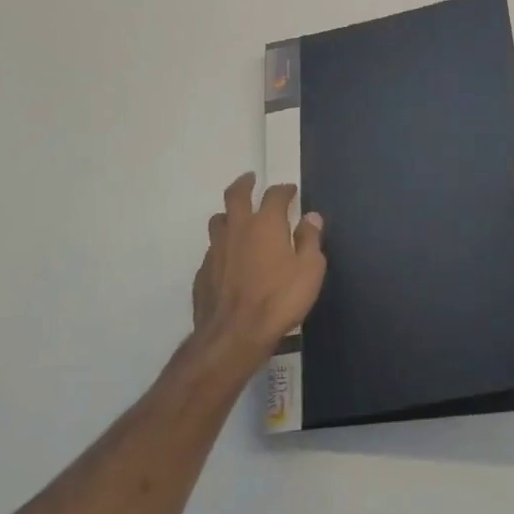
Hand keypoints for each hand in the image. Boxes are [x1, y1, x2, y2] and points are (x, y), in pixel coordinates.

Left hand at [191, 174, 326, 364]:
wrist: (234, 334)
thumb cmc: (279, 299)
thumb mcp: (310, 269)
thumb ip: (310, 239)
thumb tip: (311, 216)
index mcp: (265, 224)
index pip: (274, 195)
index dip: (284, 190)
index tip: (290, 190)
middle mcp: (237, 229)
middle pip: (235, 196)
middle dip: (244, 184)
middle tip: (250, 179)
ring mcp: (216, 250)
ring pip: (218, 221)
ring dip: (228, 215)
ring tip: (236, 218)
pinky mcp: (202, 273)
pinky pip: (212, 251)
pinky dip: (222, 248)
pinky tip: (229, 260)